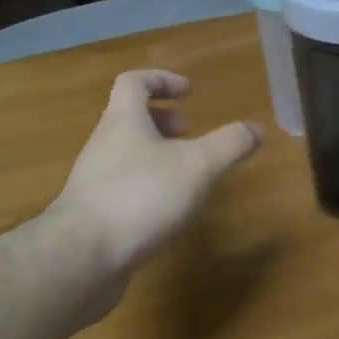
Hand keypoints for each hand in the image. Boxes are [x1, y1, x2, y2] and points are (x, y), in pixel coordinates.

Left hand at [52, 70, 261, 276]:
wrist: (82, 258)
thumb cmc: (141, 196)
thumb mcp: (198, 166)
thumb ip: (228, 145)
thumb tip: (255, 128)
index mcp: (123, 121)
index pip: (134, 82)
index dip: (161, 80)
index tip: (188, 92)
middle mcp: (103, 145)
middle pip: (128, 119)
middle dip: (161, 121)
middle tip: (189, 134)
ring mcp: (94, 182)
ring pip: (126, 156)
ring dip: (155, 156)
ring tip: (186, 176)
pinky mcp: (94, 217)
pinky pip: (122, 190)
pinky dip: (147, 189)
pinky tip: (168, 212)